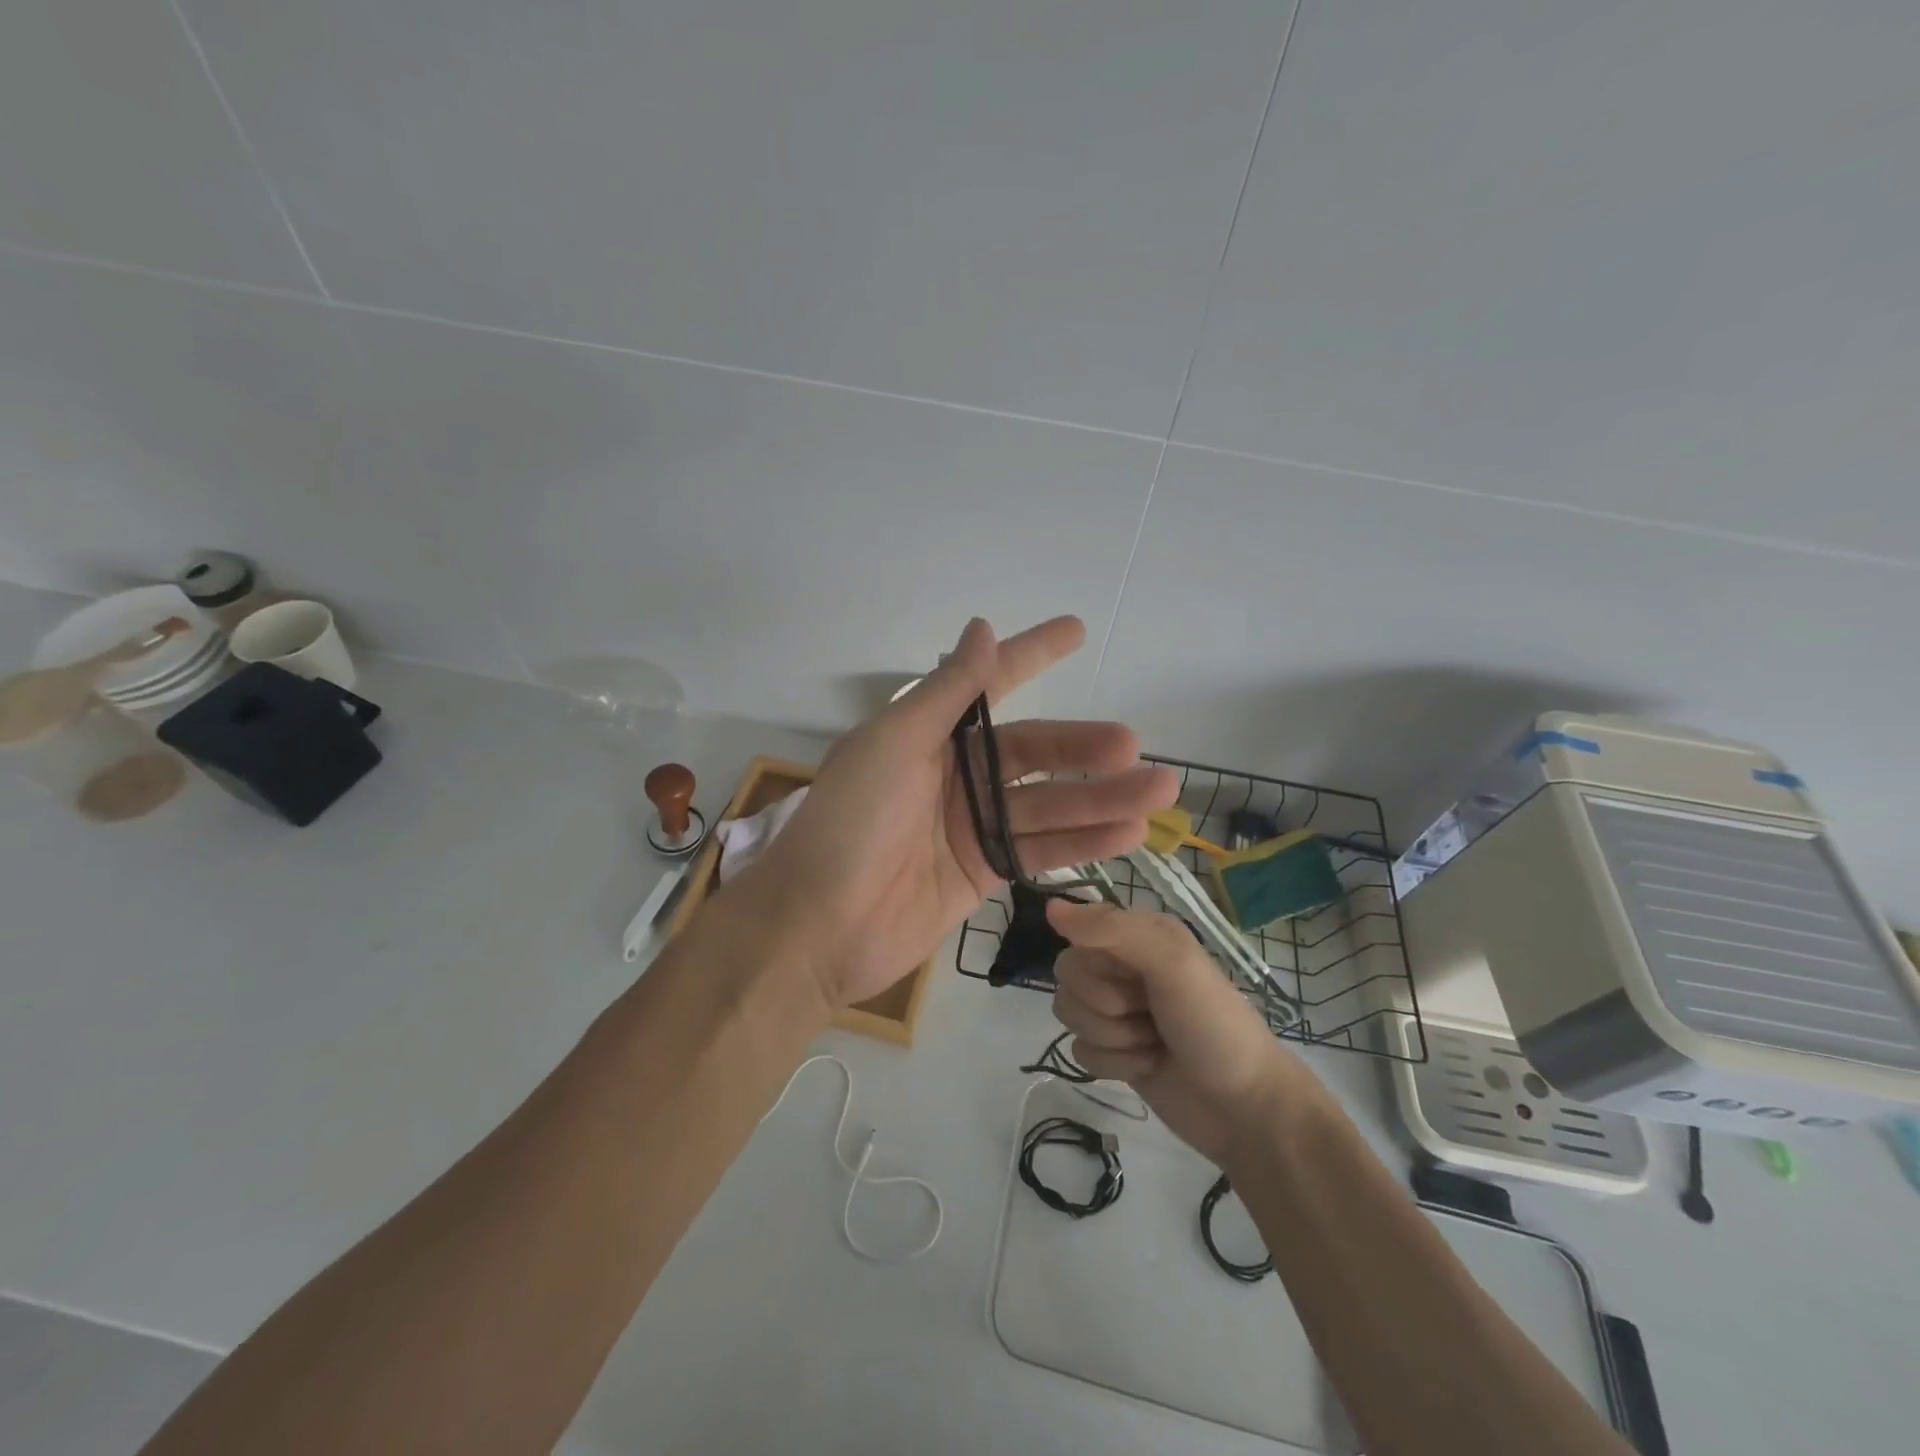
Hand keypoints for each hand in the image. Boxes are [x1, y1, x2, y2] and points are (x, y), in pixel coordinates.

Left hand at [727, 617, 1178, 1008]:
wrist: (817, 926)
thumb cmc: (850, 823)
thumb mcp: (895, 743)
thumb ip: (946, 691)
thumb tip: (982, 626)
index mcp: (928, 734)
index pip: (991, 685)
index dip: (1032, 655)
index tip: (1077, 631)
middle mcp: (954, 774)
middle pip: (1032, 752)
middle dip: (1083, 748)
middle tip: (1134, 746)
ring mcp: (971, 826)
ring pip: (1048, 804)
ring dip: (1101, 799)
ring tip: (1158, 791)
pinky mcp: (982, 872)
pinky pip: (1040, 849)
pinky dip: (1082, 843)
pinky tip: (1127, 835)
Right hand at [1047, 900, 1314, 1166]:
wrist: (1245, 1109)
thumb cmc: (1214, 1025)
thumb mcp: (1173, 964)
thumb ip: (1113, 930)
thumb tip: (1050, 907)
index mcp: (1140, 934)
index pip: (1079, 930)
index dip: (1098, 961)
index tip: (1132, 976)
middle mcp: (1124, 965)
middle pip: (1068, 973)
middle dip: (1106, 1002)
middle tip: (1148, 1013)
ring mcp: (1117, 1010)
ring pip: (1069, 1011)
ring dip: (1112, 1035)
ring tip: (1152, 1042)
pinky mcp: (1112, 1051)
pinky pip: (1079, 1050)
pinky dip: (1113, 1064)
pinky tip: (1147, 1065)